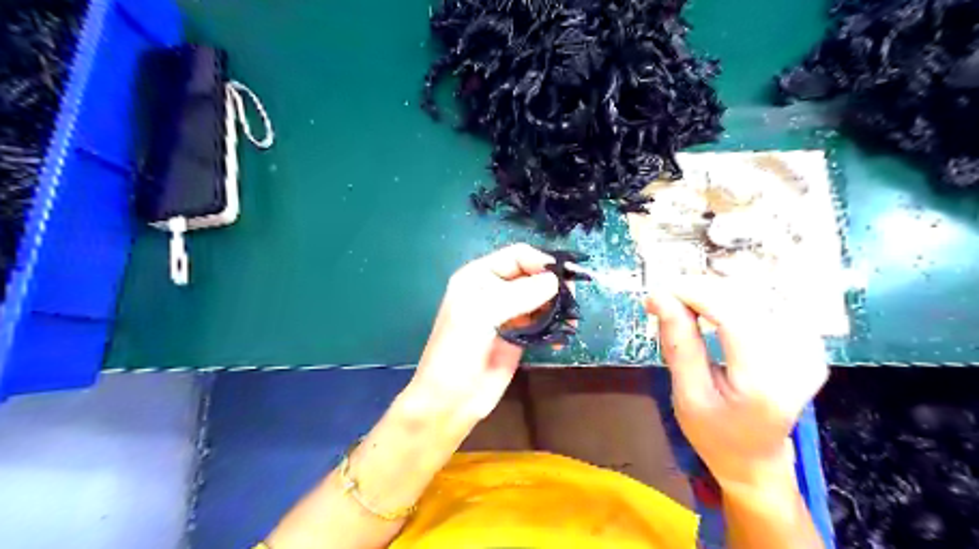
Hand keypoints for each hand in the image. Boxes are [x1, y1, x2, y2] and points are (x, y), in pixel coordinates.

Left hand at [406, 243, 556, 424]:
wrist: (450, 401)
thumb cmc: (457, 352)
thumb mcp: (481, 315)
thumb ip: (518, 295)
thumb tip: (555, 281)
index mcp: (479, 277)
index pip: (517, 256)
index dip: (541, 261)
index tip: (564, 276)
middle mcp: (495, 290)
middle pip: (532, 275)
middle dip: (553, 284)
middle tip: (572, 300)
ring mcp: (509, 314)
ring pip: (541, 299)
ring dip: (558, 306)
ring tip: (571, 319)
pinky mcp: (520, 336)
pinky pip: (543, 323)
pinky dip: (555, 326)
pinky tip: (562, 335)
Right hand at [649, 278, 827, 487]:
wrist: (756, 457)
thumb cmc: (715, 433)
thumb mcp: (686, 395)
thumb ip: (678, 343)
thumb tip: (658, 296)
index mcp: (765, 383)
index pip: (734, 316)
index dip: (695, 293)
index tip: (660, 291)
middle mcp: (799, 360)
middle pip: (747, 299)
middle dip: (701, 290)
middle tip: (667, 298)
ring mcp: (811, 349)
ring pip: (758, 294)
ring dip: (717, 291)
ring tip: (687, 305)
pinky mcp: (810, 341)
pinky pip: (769, 302)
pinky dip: (735, 298)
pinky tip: (716, 309)